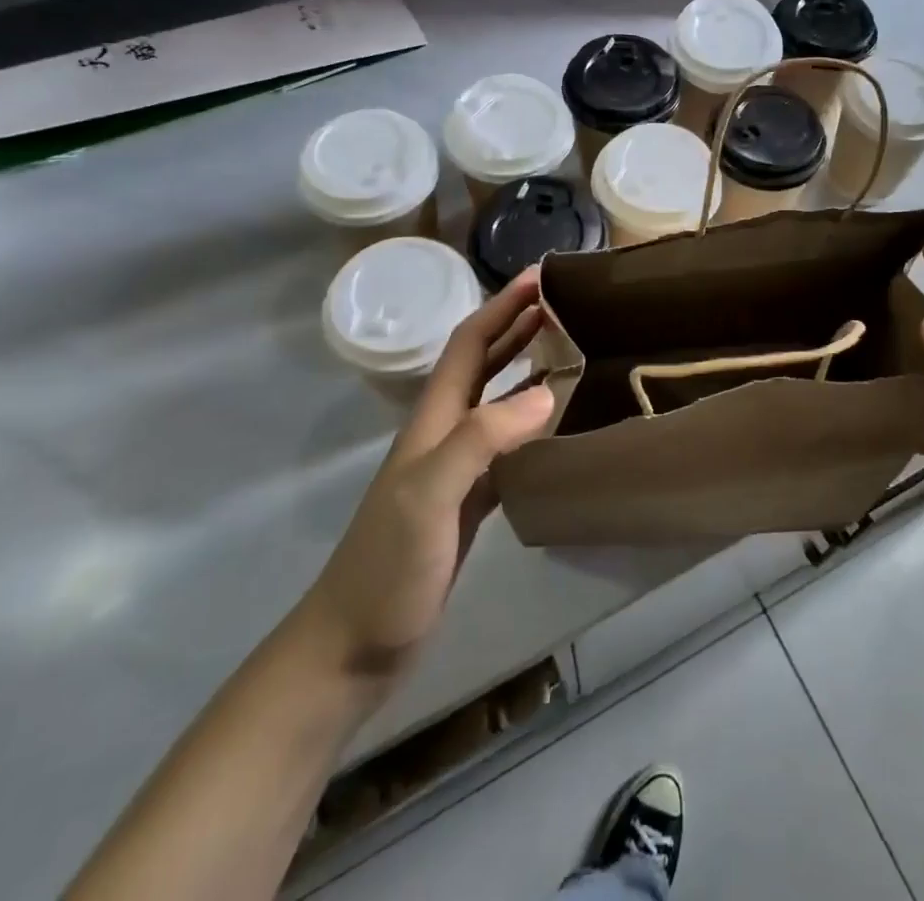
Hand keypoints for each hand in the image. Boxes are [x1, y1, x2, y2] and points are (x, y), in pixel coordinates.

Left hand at [299, 269, 553, 678]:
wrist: (355, 645)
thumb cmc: (388, 567)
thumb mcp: (430, 496)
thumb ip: (481, 440)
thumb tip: (545, 394)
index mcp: (433, 421)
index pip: (469, 345)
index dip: (502, 307)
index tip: (540, 278)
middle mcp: (444, 433)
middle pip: (482, 363)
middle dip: (517, 326)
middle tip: (563, 303)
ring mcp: (455, 468)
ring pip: (496, 400)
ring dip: (526, 367)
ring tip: (568, 350)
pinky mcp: (469, 501)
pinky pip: (507, 444)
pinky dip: (532, 422)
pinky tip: (556, 425)